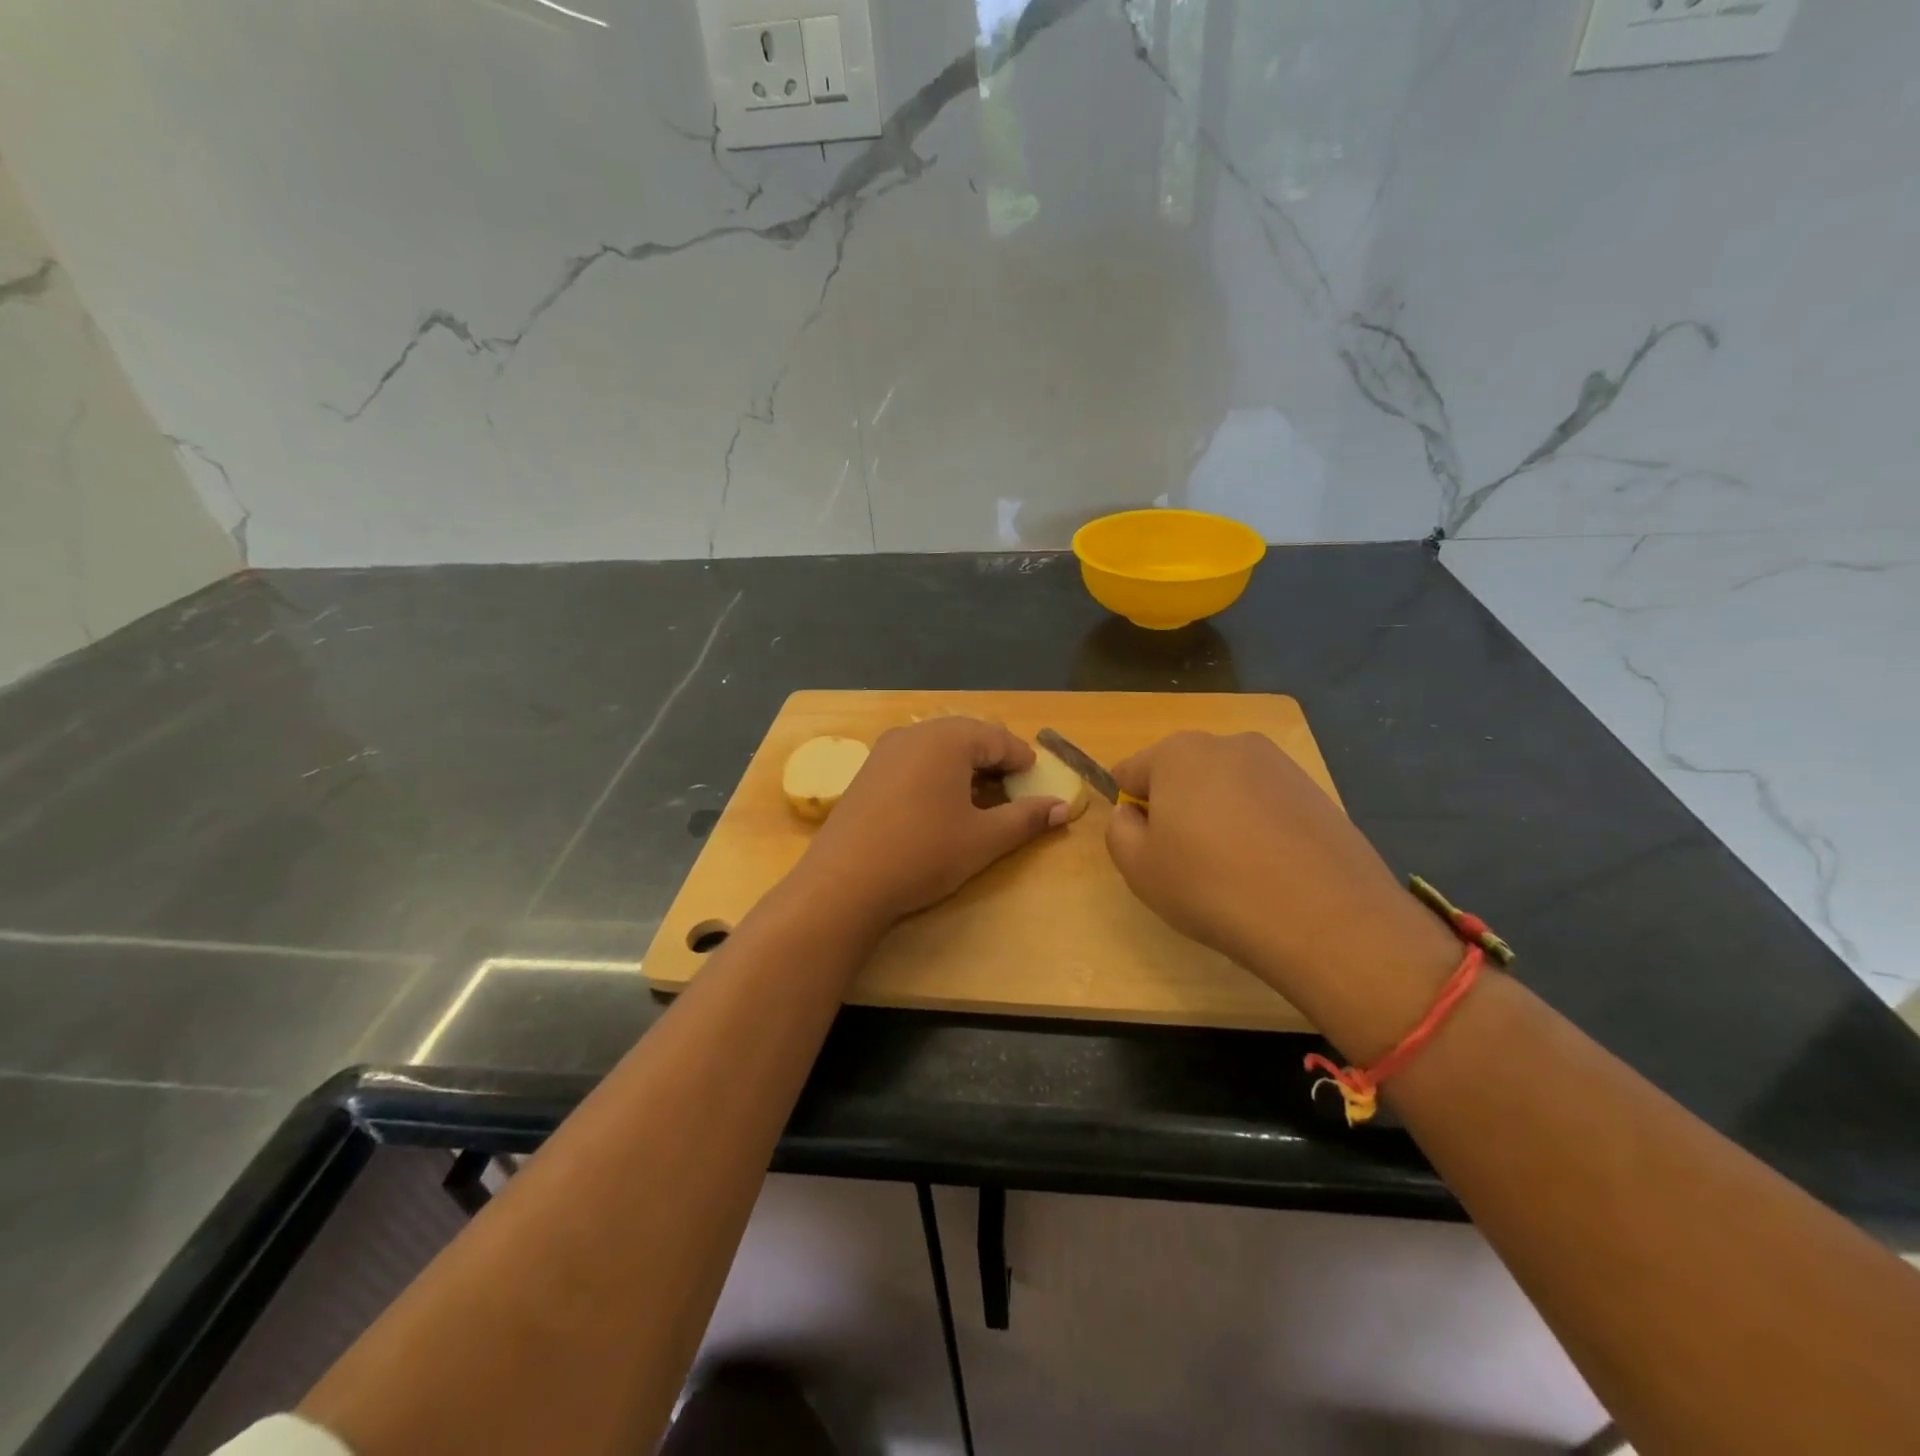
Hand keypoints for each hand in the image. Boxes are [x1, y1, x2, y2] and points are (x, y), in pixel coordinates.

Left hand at [795, 718, 1068, 927]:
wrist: (844, 881)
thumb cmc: (924, 854)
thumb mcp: (984, 839)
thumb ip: (1026, 819)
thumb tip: (1064, 809)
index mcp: (948, 739)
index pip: (998, 738)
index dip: (1022, 759)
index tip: (1037, 781)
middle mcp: (916, 733)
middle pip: (967, 736)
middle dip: (993, 760)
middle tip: (1012, 790)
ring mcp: (886, 750)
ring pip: (938, 747)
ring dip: (964, 766)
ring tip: (979, 798)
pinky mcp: (867, 771)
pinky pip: (913, 759)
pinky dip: (935, 773)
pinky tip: (939, 804)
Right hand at [1106, 732, 1458, 1058]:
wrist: (1324, 918)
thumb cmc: (1212, 886)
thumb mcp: (1138, 868)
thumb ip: (1119, 831)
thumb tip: (1132, 814)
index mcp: (1177, 752)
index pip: (1131, 771)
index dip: (1129, 810)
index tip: (1144, 847)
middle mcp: (1228, 744)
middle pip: (1181, 774)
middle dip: (1176, 808)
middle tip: (1185, 861)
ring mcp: (1279, 765)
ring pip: (1226, 788)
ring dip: (1218, 816)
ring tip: (1232, 870)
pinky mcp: (1315, 791)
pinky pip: (1266, 805)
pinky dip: (1258, 828)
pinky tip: (1269, 869)